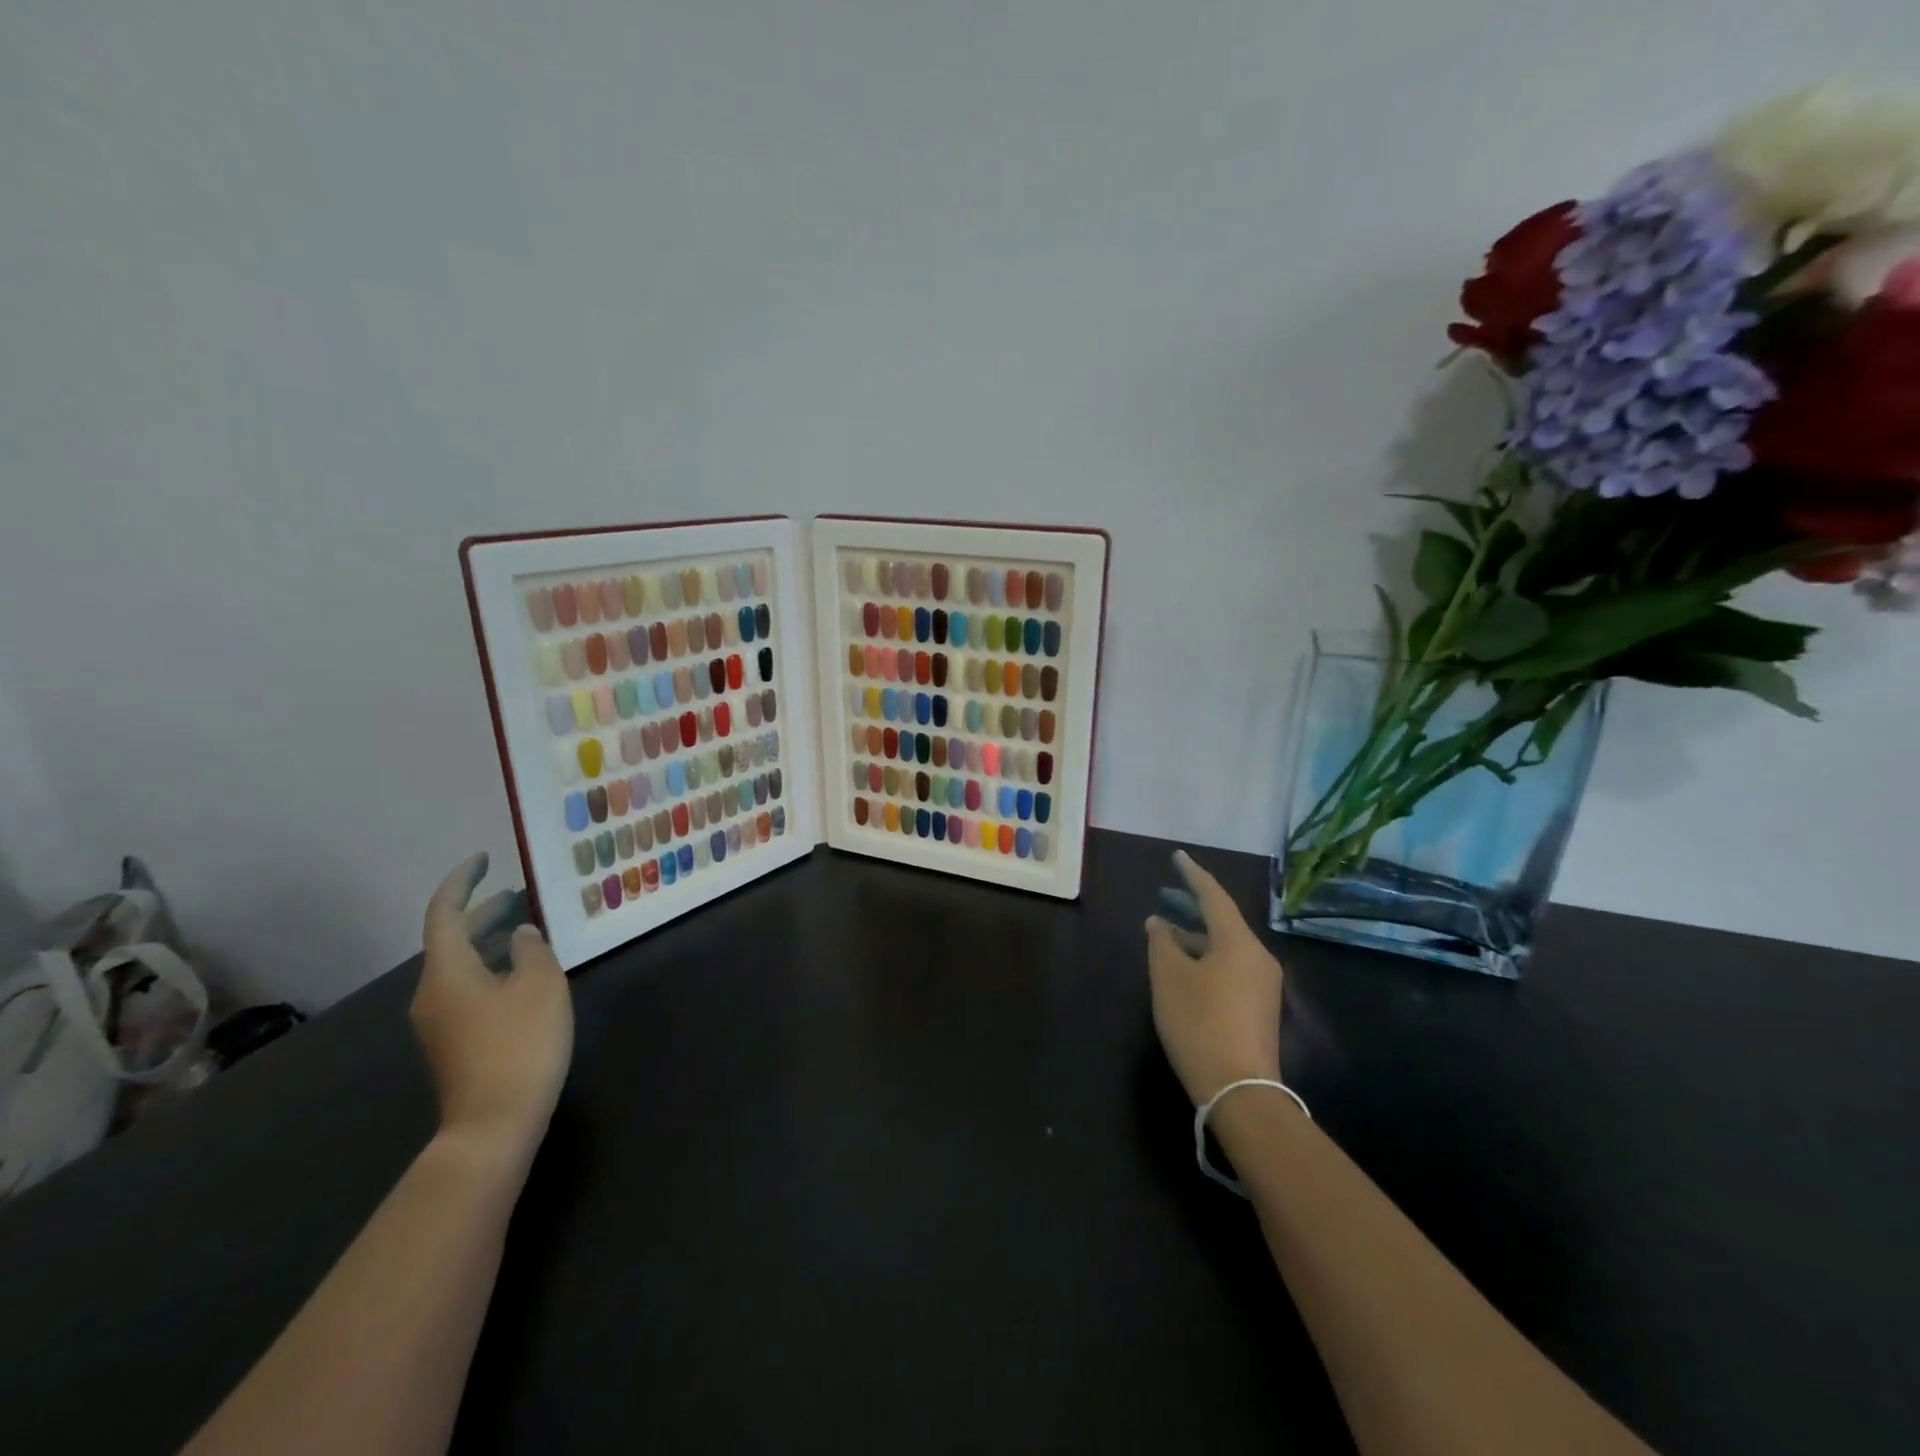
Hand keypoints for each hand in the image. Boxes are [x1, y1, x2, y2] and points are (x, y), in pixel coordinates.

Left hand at [411, 854, 573, 1165]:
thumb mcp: (540, 985)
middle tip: (520, 894)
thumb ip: (533, 949)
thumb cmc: (519, 1044)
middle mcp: (432, 991)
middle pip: (451, 939)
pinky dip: (492, 967)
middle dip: (484, 912)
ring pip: (461, 964)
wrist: (493, 1123)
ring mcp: (439, 1020)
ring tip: (529, 930)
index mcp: (447, 970)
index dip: (463, 881)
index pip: (444, 912)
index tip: (485, 859)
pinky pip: (468, 987)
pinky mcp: (454, 1041)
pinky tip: (523, 973)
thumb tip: (523, 934)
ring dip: (490, 941)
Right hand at [1144, 850, 1284, 1105]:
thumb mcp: (1169, 978)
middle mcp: (1258, 956)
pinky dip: (1207, 958)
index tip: (1177, 856)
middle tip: (1167, 895)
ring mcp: (1264, 984)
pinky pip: (1231, 967)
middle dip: (1193, 907)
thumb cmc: (1199, 1023)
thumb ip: (1161, 942)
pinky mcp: (1260, 1008)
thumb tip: (1159, 922)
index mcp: (1239, 942)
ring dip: (1197, 937)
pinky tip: (1185, 967)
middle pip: (1223, 922)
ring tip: (1167, 934)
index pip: (1214, 896)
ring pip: (1226, 947)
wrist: (1240, 1090)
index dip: (1192, 875)